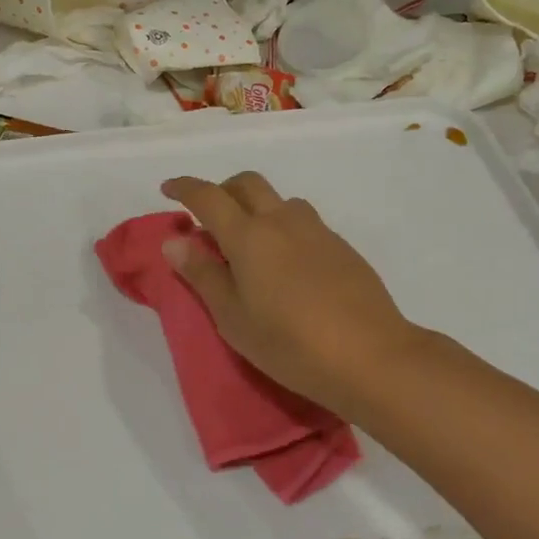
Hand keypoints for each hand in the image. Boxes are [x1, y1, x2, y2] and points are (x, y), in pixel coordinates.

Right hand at [161, 172, 425, 420]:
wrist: (371, 356)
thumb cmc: (290, 344)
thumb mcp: (233, 318)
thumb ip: (202, 275)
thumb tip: (174, 241)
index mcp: (249, 235)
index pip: (208, 196)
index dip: (184, 187)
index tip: (167, 189)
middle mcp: (282, 221)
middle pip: (247, 183)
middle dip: (222, 189)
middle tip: (208, 216)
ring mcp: (317, 230)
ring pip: (279, 200)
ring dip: (257, 207)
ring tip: (250, 244)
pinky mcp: (341, 246)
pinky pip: (303, 222)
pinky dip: (283, 227)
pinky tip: (287, 265)